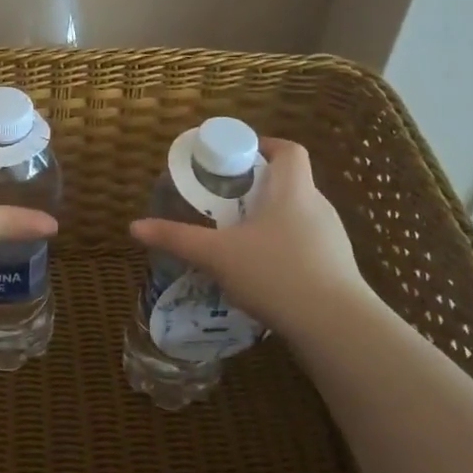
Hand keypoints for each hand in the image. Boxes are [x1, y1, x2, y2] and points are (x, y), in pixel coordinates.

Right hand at [130, 139, 369, 333]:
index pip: (289, 150)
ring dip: (270, 220)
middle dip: (257, 187)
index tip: (237, 156)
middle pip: (290, 182)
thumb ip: (177, 238)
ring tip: (238, 238)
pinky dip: (283, 248)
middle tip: (224, 200)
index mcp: (292, 191)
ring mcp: (332, 239)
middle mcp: (317, 207)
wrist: (335, 326)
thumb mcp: (217, 255)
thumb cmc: (276, 274)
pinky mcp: (337, 269)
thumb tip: (135, 226)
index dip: (265, 145)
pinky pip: (306, 245)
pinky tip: (262, 272)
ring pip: (298, 216)